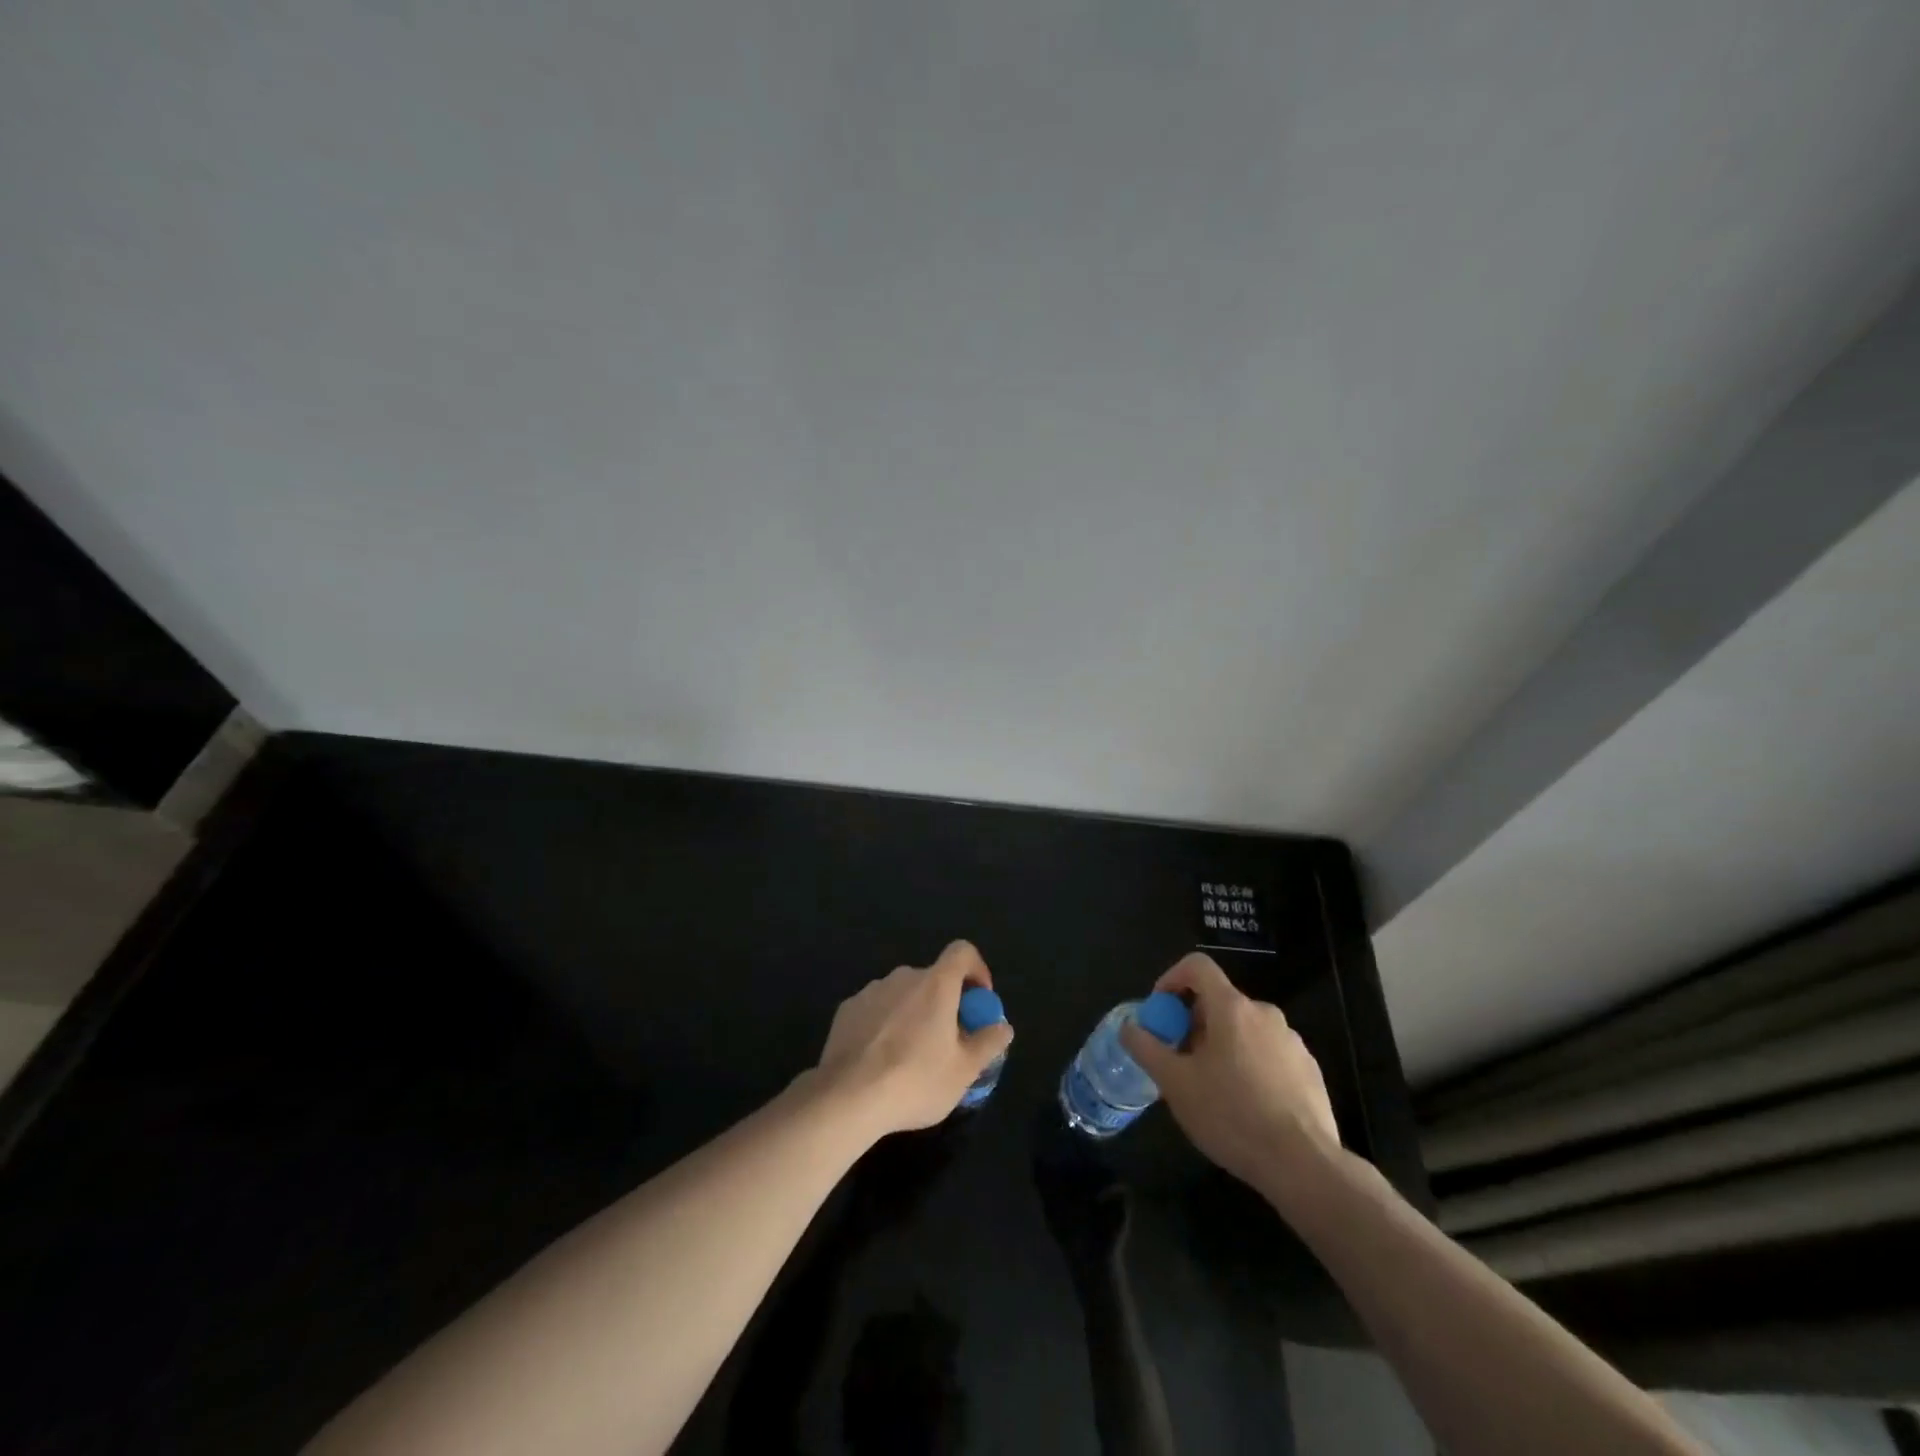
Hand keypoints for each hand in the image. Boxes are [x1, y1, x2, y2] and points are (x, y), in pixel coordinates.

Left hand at [812, 941, 1013, 1137]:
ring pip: (903, 994)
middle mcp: (903, 977)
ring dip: (913, 1013)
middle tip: (948, 1040)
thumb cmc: (915, 1081)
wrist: (847, 1098)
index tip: (979, 1000)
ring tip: (911, 1055)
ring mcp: (871, 991)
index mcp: (936, 984)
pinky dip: (885, 1024)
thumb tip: (1003, 1026)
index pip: (962, 952)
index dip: (976, 969)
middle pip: (933, 978)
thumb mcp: (964, 1071)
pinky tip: (880, 1060)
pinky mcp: (846, 1010)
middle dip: (945, 1002)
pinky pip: (876, 1009)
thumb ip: (988, 1043)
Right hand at [1119, 954, 1338, 1195]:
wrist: (1304, 1165)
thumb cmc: (1232, 1116)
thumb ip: (1146, 1048)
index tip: (1160, 1012)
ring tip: (1212, 1088)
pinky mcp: (1309, 1069)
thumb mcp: (1175, 1084)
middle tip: (1180, 1060)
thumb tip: (1129, 1027)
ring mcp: (1292, 1041)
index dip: (1172, 978)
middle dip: (1193, 1023)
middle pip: (1219, 1001)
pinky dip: (1249, 1065)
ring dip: (1222, 1046)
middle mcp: (1265, 1013)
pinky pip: (1268, 1053)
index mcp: (1232, 1008)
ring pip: (1244, 1030)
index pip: (1197, 966)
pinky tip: (1246, 1106)